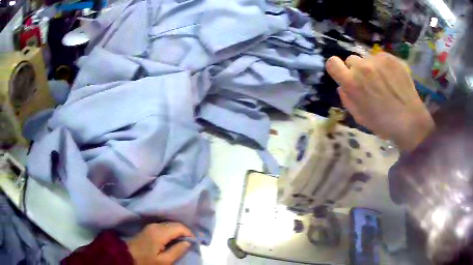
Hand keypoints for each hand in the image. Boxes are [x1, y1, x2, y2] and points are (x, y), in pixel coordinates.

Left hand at [127, 223, 193, 264]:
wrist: (126, 256)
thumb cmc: (146, 260)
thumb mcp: (164, 261)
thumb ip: (177, 250)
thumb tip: (188, 242)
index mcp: (160, 232)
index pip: (179, 227)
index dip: (189, 233)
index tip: (194, 242)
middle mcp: (156, 225)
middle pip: (175, 224)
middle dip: (184, 232)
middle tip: (190, 242)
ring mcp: (151, 226)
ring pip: (170, 224)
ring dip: (178, 231)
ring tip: (183, 242)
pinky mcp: (149, 228)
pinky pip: (164, 226)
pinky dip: (171, 231)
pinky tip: (173, 239)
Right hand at [326, 53, 434, 151]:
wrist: (410, 120)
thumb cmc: (383, 123)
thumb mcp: (360, 117)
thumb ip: (347, 99)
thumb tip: (342, 86)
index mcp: (351, 83)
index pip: (332, 63)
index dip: (337, 68)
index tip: (344, 75)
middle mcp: (362, 67)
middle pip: (351, 60)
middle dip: (357, 70)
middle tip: (369, 83)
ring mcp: (376, 60)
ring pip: (367, 59)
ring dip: (371, 68)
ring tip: (384, 82)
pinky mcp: (389, 57)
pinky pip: (380, 58)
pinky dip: (383, 66)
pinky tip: (392, 79)